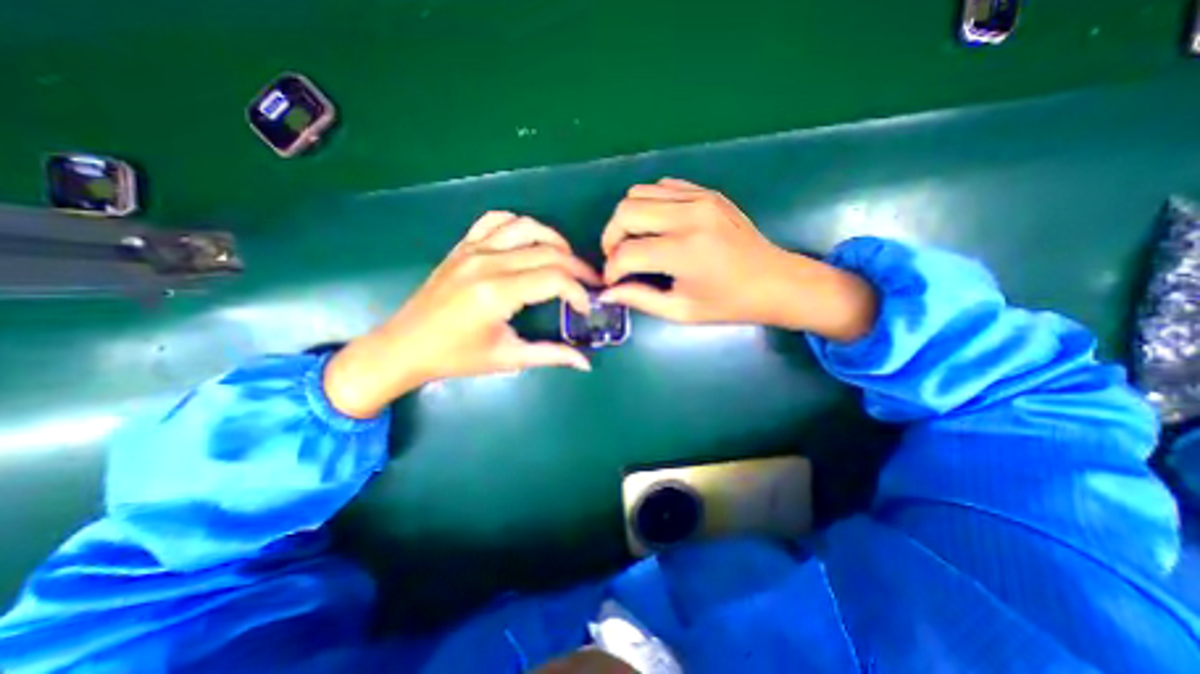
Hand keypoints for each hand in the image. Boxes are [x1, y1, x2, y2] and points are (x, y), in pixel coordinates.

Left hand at [324, 212, 599, 416]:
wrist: (405, 346)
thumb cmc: (456, 357)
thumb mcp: (507, 358)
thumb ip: (551, 356)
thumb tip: (585, 363)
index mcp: (497, 293)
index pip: (554, 279)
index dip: (578, 291)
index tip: (585, 307)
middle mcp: (487, 263)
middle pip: (548, 251)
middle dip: (577, 267)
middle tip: (590, 283)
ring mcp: (473, 249)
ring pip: (527, 227)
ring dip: (555, 240)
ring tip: (567, 260)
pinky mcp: (463, 246)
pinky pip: (496, 221)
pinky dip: (520, 225)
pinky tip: (529, 242)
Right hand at [598, 176, 872, 338]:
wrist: (775, 280)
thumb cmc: (728, 303)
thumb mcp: (681, 311)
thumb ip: (639, 299)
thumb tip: (607, 293)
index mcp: (684, 252)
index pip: (626, 253)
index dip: (611, 270)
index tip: (613, 282)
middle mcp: (689, 216)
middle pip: (626, 212)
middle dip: (611, 238)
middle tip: (619, 260)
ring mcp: (699, 198)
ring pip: (638, 193)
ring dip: (627, 220)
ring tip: (635, 242)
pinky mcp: (706, 192)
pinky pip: (661, 186)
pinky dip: (649, 205)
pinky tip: (657, 227)